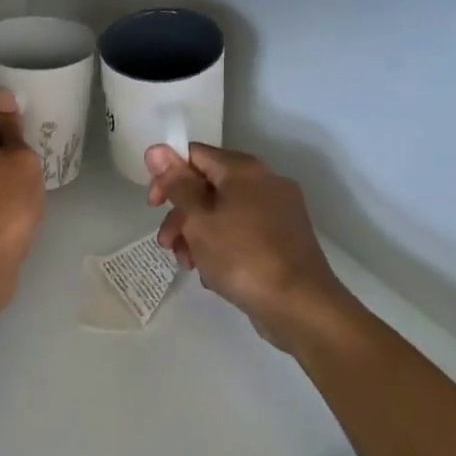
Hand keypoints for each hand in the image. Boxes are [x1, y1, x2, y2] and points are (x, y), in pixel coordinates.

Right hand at [146, 143, 355, 353]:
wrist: (301, 306)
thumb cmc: (242, 256)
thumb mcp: (198, 219)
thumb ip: (176, 184)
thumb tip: (156, 149)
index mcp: (244, 169)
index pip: (194, 155)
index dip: (167, 176)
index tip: (154, 206)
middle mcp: (264, 182)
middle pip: (208, 186)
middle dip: (181, 215)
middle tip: (166, 244)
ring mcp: (278, 211)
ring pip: (223, 212)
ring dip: (197, 235)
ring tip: (188, 265)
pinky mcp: (283, 239)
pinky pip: (242, 232)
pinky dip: (222, 246)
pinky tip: (213, 273)